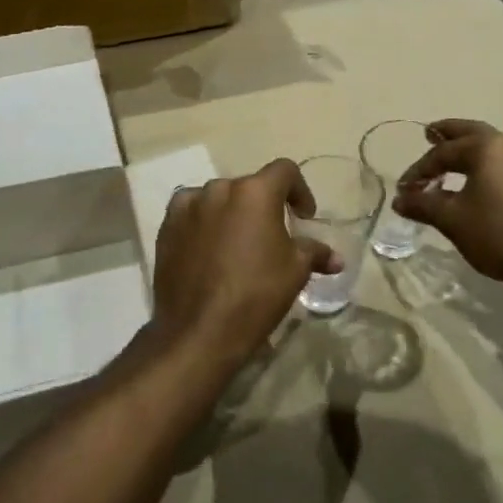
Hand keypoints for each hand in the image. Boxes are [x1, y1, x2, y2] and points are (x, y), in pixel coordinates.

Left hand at [150, 160, 336, 373]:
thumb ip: (314, 253)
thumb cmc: (256, 295)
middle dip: (263, 205)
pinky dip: (203, 222)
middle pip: (248, 186)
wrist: (199, 330)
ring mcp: (188, 206)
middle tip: (271, 235)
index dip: (299, 190)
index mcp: (255, 192)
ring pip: (217, 198)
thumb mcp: (295, 272)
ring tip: (238, 242)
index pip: (284, 171)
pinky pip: (191, 212)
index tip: (303, 216)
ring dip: (231, 212)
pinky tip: (208, 248)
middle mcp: (219, 189)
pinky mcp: (167, 226)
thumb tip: (335, 258)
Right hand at [393, 119, 502, 294]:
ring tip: (447, 158)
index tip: (404, 188)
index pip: (443, 152)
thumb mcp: (452, 219)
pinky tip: (471, 181)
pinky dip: (481, 163)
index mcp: (486, 147)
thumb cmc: (497, 233)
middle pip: (470, 133)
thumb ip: (422, 204)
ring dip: (465, 149)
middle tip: (428, 134)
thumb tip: (399, 199)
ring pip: (488, 146)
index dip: (419, 169)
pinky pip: (500, 162)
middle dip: (447, 134)